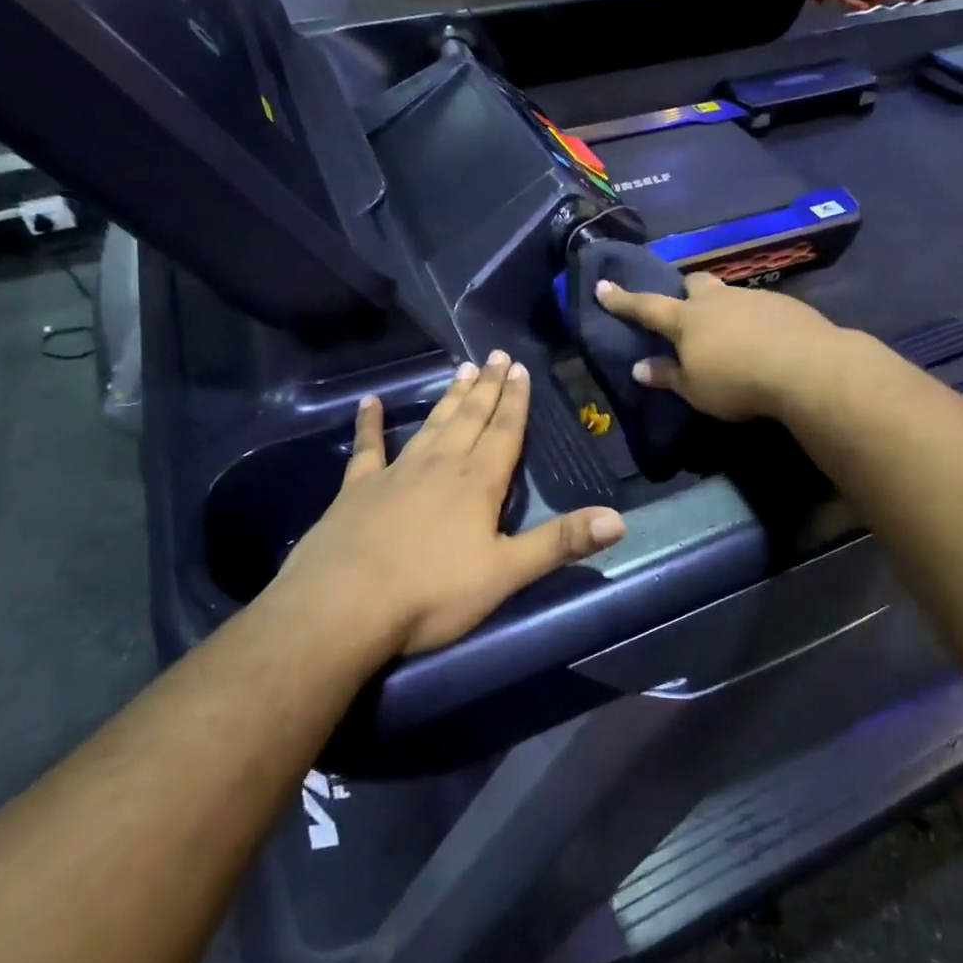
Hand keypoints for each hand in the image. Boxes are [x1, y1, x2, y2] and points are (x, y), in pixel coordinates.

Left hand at [267, 353, 625, 657]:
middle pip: (469, 418)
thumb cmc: (432, 593)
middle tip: (496, 356)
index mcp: (477, 483)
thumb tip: (619, 520)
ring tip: (462, 370)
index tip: (520, 368)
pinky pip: (367, 448)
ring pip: (430, 425)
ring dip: (448, 398)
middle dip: (487, 388)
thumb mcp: (506, 573)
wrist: (342, 607)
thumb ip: (560, 543)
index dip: (516, 401)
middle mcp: (440, 465)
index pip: (505, 432)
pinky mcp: (356, 490)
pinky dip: (369, 424)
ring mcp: (395, 473)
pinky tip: (369, 402)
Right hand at [595, 274, 844, 421]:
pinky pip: (760, 307)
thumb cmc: (738, 382)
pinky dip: (754, 320)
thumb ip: (668, 376)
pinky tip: (765, 341)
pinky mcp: (785, 305)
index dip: (622, 300)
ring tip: (732, 334)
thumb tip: (640, 368)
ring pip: (729, 294)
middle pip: (695, 284)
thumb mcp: (695, 390)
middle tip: (687, 309)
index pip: (646, 307)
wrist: (806, 366)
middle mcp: (717, 301)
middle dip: (686, 291)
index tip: (603, 286)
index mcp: (687, 320)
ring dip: (723, 308)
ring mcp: (753, 298)